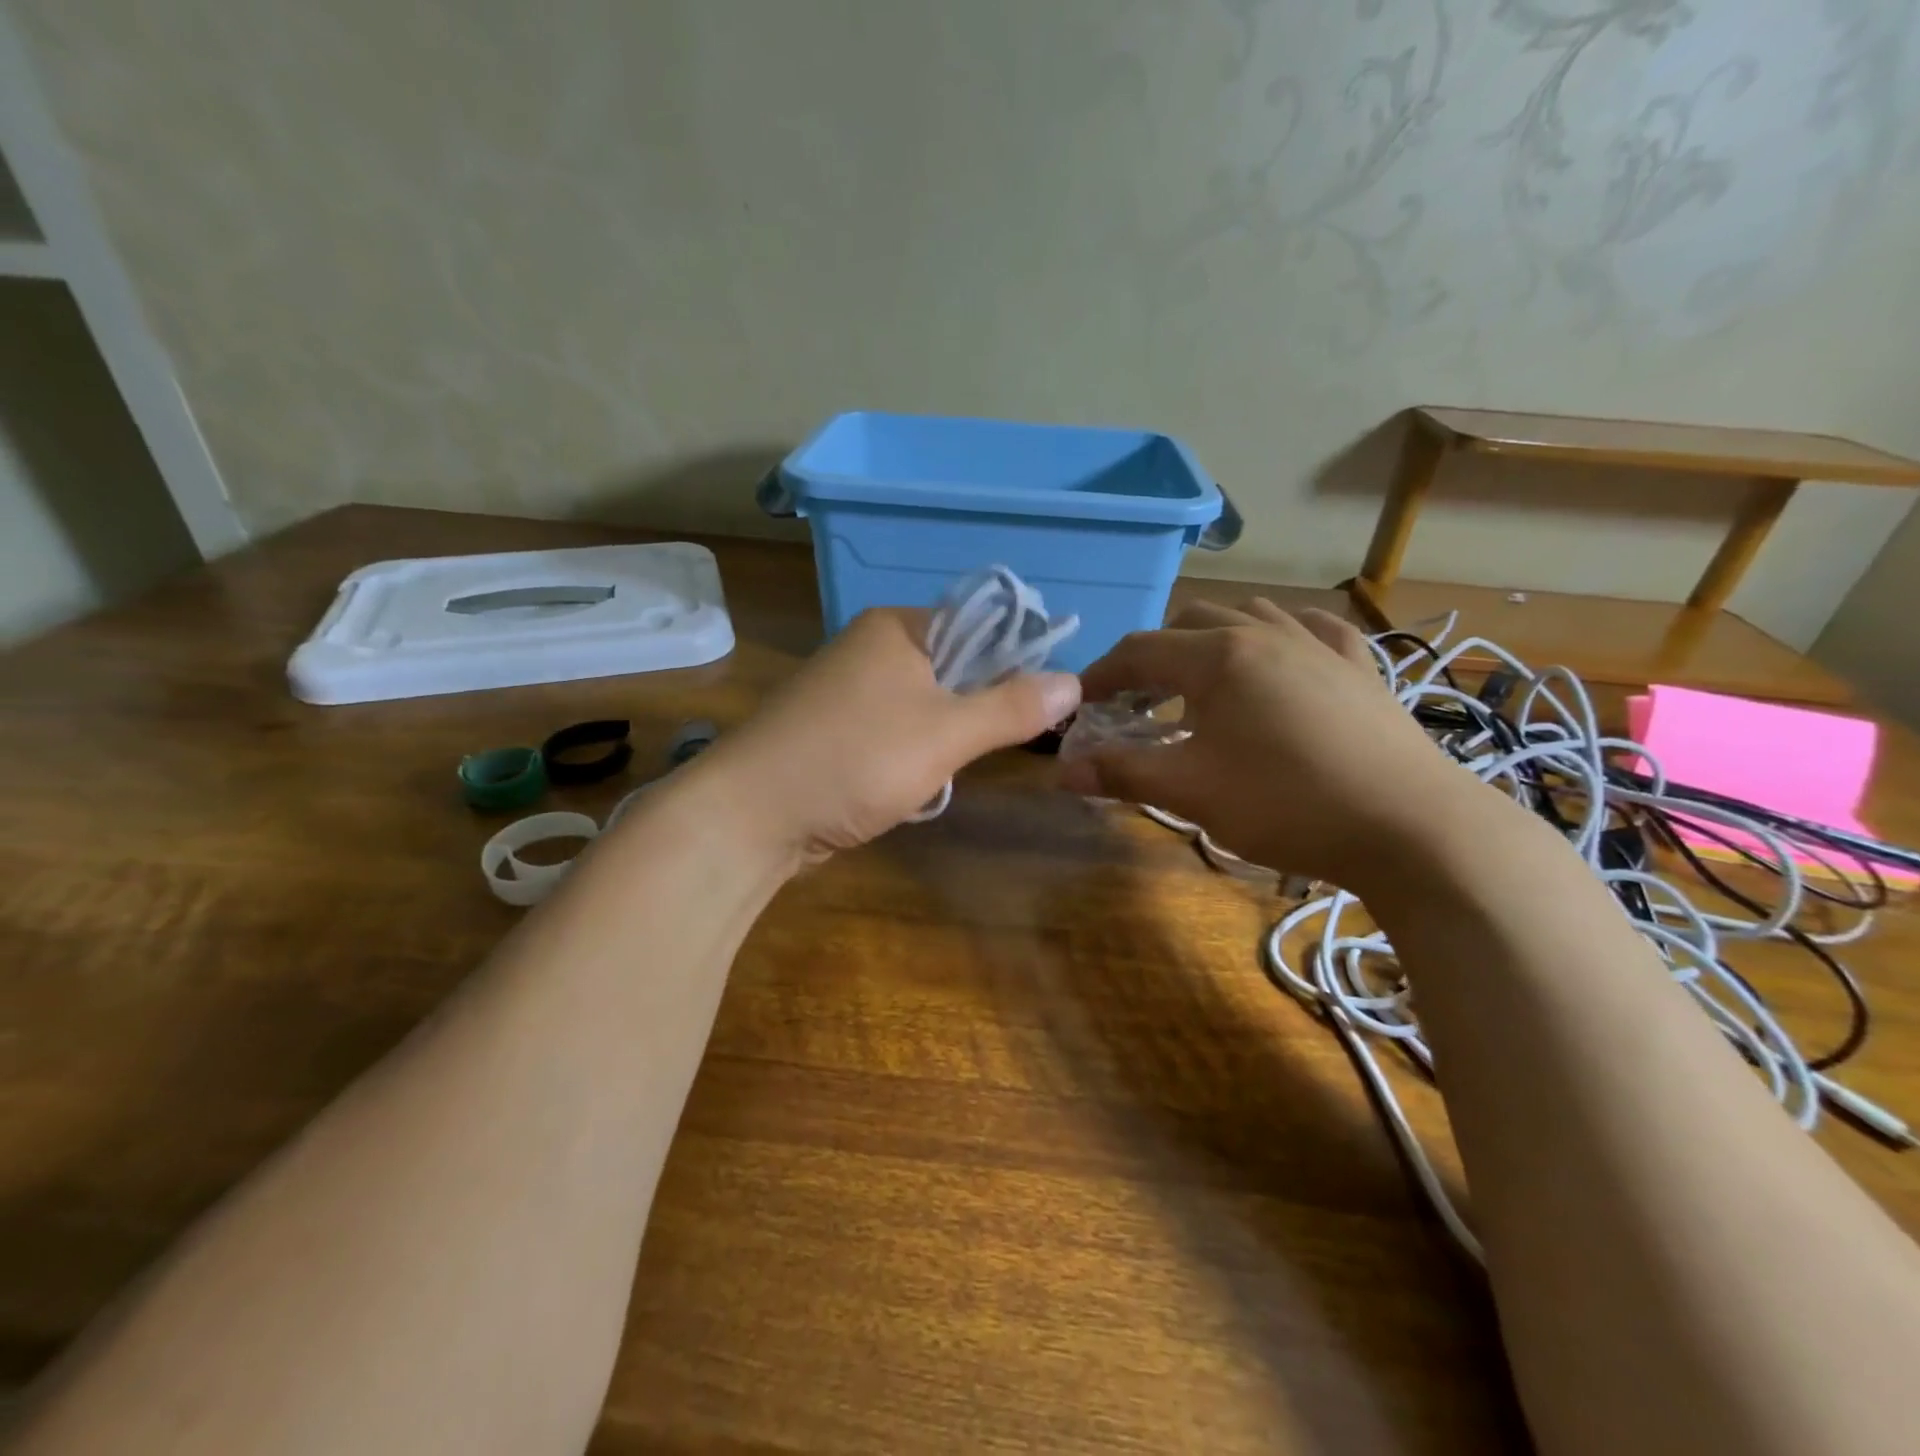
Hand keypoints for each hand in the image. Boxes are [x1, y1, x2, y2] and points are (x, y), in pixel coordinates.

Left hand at [693, 608, 1080, 860]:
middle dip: (978, 710)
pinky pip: (896, 734)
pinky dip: (914, 758)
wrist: (750, 817)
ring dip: (946, 741)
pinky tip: (913, 788)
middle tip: (995, 747)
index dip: (1016, 659)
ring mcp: (849, 692)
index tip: (1043, 704)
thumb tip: (1075, 681)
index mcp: (897, 628)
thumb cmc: (854, 760)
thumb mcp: (946, 733)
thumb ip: (1011, 707)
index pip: (979, 625)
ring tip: (946, 772)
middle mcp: (871, 648)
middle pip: (954, 667)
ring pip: (927, 707)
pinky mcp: (836, 732)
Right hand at [1059, 599, 1473, 885]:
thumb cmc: (1287, 804)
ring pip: (1249, 616)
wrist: (1412, 828)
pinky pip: (1311, 629)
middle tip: (1138, 704)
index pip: (1139, 651)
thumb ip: (1123, 773)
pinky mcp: (1360, 667)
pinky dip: (1280, 636)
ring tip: (1201, 683)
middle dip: (1154, 657)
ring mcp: (1319, 645)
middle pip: (1189, 623)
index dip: (1101, 675)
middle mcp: (1265, 634)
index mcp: (1218, 657)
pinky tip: (1281, 656)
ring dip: (1211, 640)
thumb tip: (1063, 771)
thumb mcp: (1192, 792)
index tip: (1080, 705)